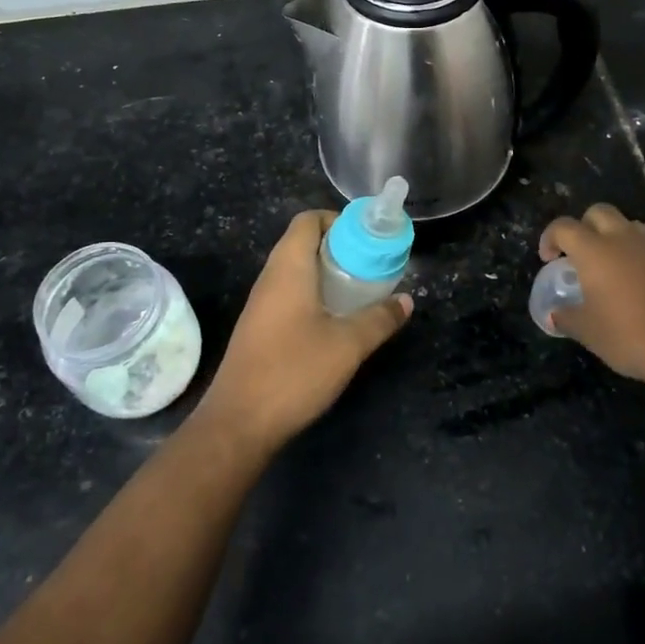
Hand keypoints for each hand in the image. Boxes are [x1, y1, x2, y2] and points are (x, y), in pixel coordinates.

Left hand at [197, 210, 412, 455]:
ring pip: (296, 270)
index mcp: (288, 268)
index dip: (337, 219)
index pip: (308, 220)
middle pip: (303, 242)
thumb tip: (406, 300)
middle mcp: (270, 278)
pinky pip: (289, 294)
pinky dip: (314, 294)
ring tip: (360, 290)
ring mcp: (261, 304)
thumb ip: (379, 319)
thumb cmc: (293, 372)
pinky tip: (336, 319)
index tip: (367, 237)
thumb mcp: (348, 345)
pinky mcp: (259, 328)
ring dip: (327, 273)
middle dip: (339, 247)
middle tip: (372, 264)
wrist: (238, 424)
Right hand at [539, 203, 644, 382]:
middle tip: (581, 254)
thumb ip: (567, 318)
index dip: (550, 238)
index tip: (549, 258)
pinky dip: (641, 256)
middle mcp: (624, 239)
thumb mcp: (589, 333)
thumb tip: (554, 315)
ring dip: (616, 237)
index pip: (564, 227)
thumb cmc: (630, 335)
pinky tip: (642, 284)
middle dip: (585, 226)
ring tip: (614, 267)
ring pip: (630, 225)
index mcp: (595, 251)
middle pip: (598, 212)